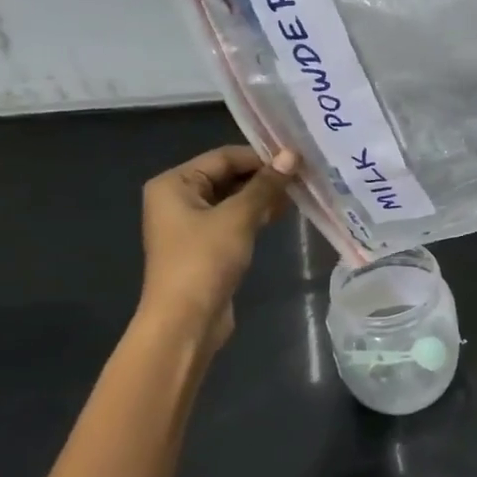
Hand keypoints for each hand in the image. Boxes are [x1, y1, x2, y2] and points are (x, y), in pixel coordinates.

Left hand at [138, 145, 296, 346]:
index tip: (297, 158)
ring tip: (299, 192)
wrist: (186, 321)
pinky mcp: (205, 246)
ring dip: (263, 196)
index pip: (223, 157)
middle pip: (227, 176)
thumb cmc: (204, 261)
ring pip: (233, 199)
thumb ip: (265, 185)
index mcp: (174, 184)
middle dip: (263, 177)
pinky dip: (255, 215)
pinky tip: (281, 214)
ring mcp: (191, 224)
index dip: (260, 156)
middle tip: (303, 175)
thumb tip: (292, 155)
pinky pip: (233, 220)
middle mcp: (178, 198)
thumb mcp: (237, 218)